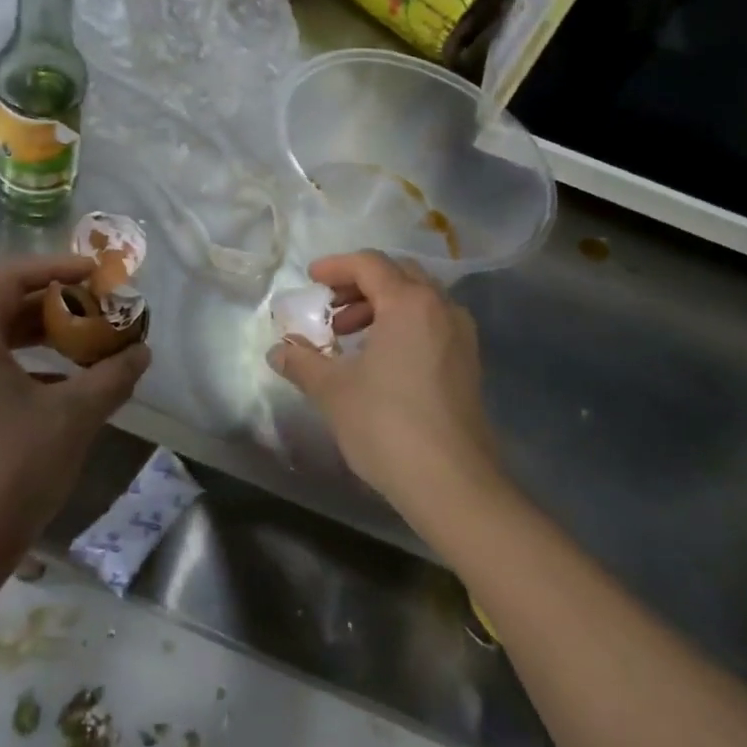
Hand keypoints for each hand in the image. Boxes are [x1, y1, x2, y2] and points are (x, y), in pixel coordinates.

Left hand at [0, 256, 150, 560]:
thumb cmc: (12, 469)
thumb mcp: (74, 416)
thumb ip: (112, 376)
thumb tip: (141, 352)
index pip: (10, 277)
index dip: (57, 268)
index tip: (96, 276)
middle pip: (5, 306)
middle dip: (57, 304)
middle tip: (99, 310)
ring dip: (45, 337)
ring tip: (89, 346)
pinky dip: (30, 367)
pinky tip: (65, 389)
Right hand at [268, 251, 502, 524]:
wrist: (452, 483)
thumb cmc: (387, 425)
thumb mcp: (333, 390)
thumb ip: (302, 361)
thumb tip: (278, 350)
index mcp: (409, 303)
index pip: (370, 264)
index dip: (336, 266)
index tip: (310, 280)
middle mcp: (441, 308)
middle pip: (398, 274)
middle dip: (359, 285)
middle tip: (329, 308)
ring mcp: (461, 336)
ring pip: (417, 300)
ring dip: (380, 306)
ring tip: (347, 337)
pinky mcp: (468, 363)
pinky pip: (431, 324)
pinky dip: (401, 325)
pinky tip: (379, 359)